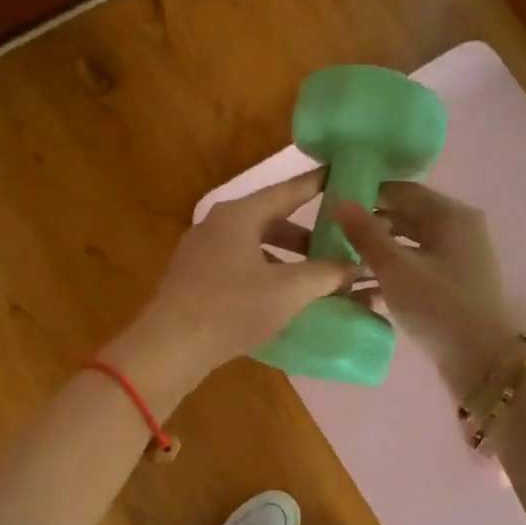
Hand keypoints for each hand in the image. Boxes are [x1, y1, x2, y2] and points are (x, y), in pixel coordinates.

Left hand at [104, 170, 358, 404]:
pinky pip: (239, 267)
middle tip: (337, 245)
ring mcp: (201, 253)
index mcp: (239, 215)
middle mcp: (217, 225)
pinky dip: (266, 274)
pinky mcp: (194, 280)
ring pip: (255, 246)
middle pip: (271, 220)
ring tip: (314, 279)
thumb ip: (326, 275)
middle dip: (306, 235)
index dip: (318, 184)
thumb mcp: (288, 290)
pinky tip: (281, 299)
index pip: (288, 190)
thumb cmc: (232, 309)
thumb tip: (356, 268)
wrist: (169, 348)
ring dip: (286, 258)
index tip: (342, 176)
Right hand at [337, 183, 522, 398]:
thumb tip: (339, 199)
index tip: (332, 204)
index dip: (366, 194)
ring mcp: (457, 260)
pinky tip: (359, 290)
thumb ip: (366, 233)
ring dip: (375, 254)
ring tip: (338, 264)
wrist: (483, 362)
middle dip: (368, 227)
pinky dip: (389, 275)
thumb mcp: (396, 268)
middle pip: (405, 218)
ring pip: (407, 246)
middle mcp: (458, 230)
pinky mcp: (451, 287)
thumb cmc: (439, 307)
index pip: (401, 191)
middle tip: (330, 236)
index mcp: (450, 215)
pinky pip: (414, 270)